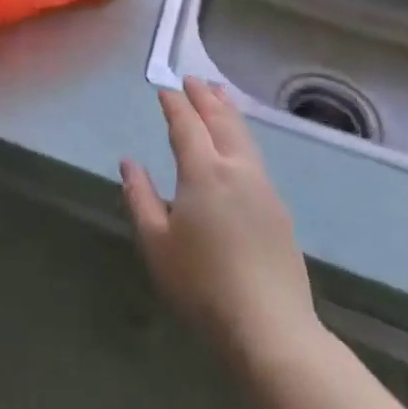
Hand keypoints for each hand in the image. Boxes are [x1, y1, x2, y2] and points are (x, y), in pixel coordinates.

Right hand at [121, 77, 319, 367]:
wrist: (270, 328)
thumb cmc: (201, 284)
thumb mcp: (156, 242)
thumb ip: (140, 197)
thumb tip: (129, 163)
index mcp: (204, 173)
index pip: (186, 126)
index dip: (174, 104)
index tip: (164, 88)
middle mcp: (237, 171)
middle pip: (222, 123)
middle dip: (206, 99)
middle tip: (194, 80)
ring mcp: (263, 190)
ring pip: (245, 138)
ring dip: (229, 113)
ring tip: (219, 98)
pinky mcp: (279, 211)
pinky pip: (255, 158)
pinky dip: (242, 137)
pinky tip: (238, 147)